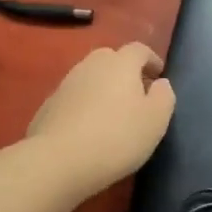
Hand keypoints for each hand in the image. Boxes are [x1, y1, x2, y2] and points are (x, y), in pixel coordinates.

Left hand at [26, 43, 176, 196]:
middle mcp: (91, 65)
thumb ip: (164, 96)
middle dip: (125, 71)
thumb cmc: (117, 137)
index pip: (139, 49)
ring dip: (103, 89)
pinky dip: (84, 106)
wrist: (57, 162)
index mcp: (120, 63)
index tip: (159, 76)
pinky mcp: (47, 106)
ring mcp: (66, 85)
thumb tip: (160, 83)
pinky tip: (88, 129)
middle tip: (136, 94)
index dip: (152, 60)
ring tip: (112, 114)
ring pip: (90, 78)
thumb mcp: (156, 120)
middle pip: (111, 59)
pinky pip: (74, 98)